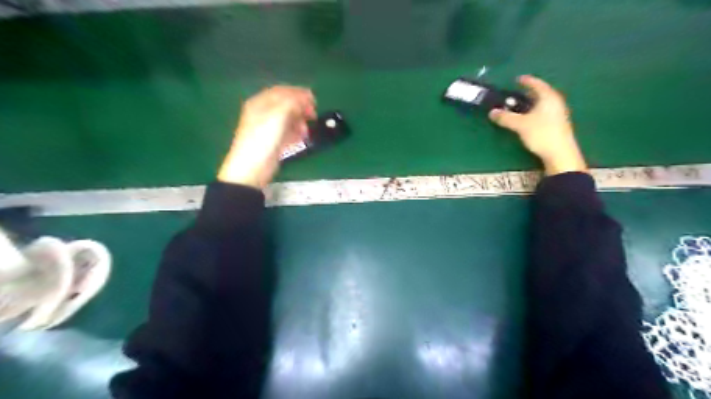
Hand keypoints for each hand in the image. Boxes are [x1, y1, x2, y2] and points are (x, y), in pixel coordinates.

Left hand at [218, 86, 314, 188]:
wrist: (253, 168)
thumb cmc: (264, 138)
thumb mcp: (278, 115)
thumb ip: (292, 102)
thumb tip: (304, 98)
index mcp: (260, 103)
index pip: (282, 91)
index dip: (298, 93)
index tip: (314, 100)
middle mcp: (263, 113)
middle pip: (286, 105)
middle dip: (301, 108)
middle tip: (313, 115)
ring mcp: (268, 128)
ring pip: (288, 119)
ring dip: (300, 122)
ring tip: (306, 130)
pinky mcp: (273, 142)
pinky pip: (287, 132)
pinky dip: (296, 133)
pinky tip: (301, 138)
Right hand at [493, 74, 585, 174]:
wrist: (559, 154)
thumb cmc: (541, 134)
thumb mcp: (520, 125)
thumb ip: (505, 117)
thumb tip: (492, 112)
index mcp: (548, 98)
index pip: (537, 85)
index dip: (527, 81)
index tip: (518, 79)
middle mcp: (555, 103)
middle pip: (541, 94)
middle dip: (528, 93)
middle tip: (517, 93)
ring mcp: (558, 114)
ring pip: (542, 104)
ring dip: (531, 104)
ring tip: (520, 107)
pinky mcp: (557, 125)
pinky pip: (544, 112)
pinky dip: (534, 112)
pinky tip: (528, 119)